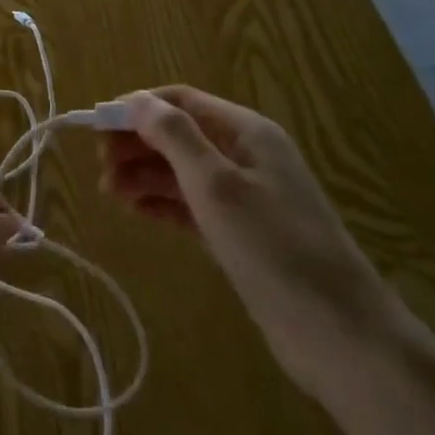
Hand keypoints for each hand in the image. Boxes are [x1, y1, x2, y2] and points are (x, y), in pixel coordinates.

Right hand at [99, 86, 395, 397]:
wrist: (340, 335)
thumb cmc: (274, 248)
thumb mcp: (217, 185)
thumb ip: (174, 137)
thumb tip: (135, 100)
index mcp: (246, 132)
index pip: (180, 101)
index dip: (136, 108)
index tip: (95, 127)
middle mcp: (245, 155)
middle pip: (179, 134)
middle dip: (137, 144)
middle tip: (100, 169)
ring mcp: (245, 196)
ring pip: (182, 171)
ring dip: (144, 175)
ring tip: (108, 192)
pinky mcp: (241, 233)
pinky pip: (192, 205)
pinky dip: (162, 203)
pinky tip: (134, 211)